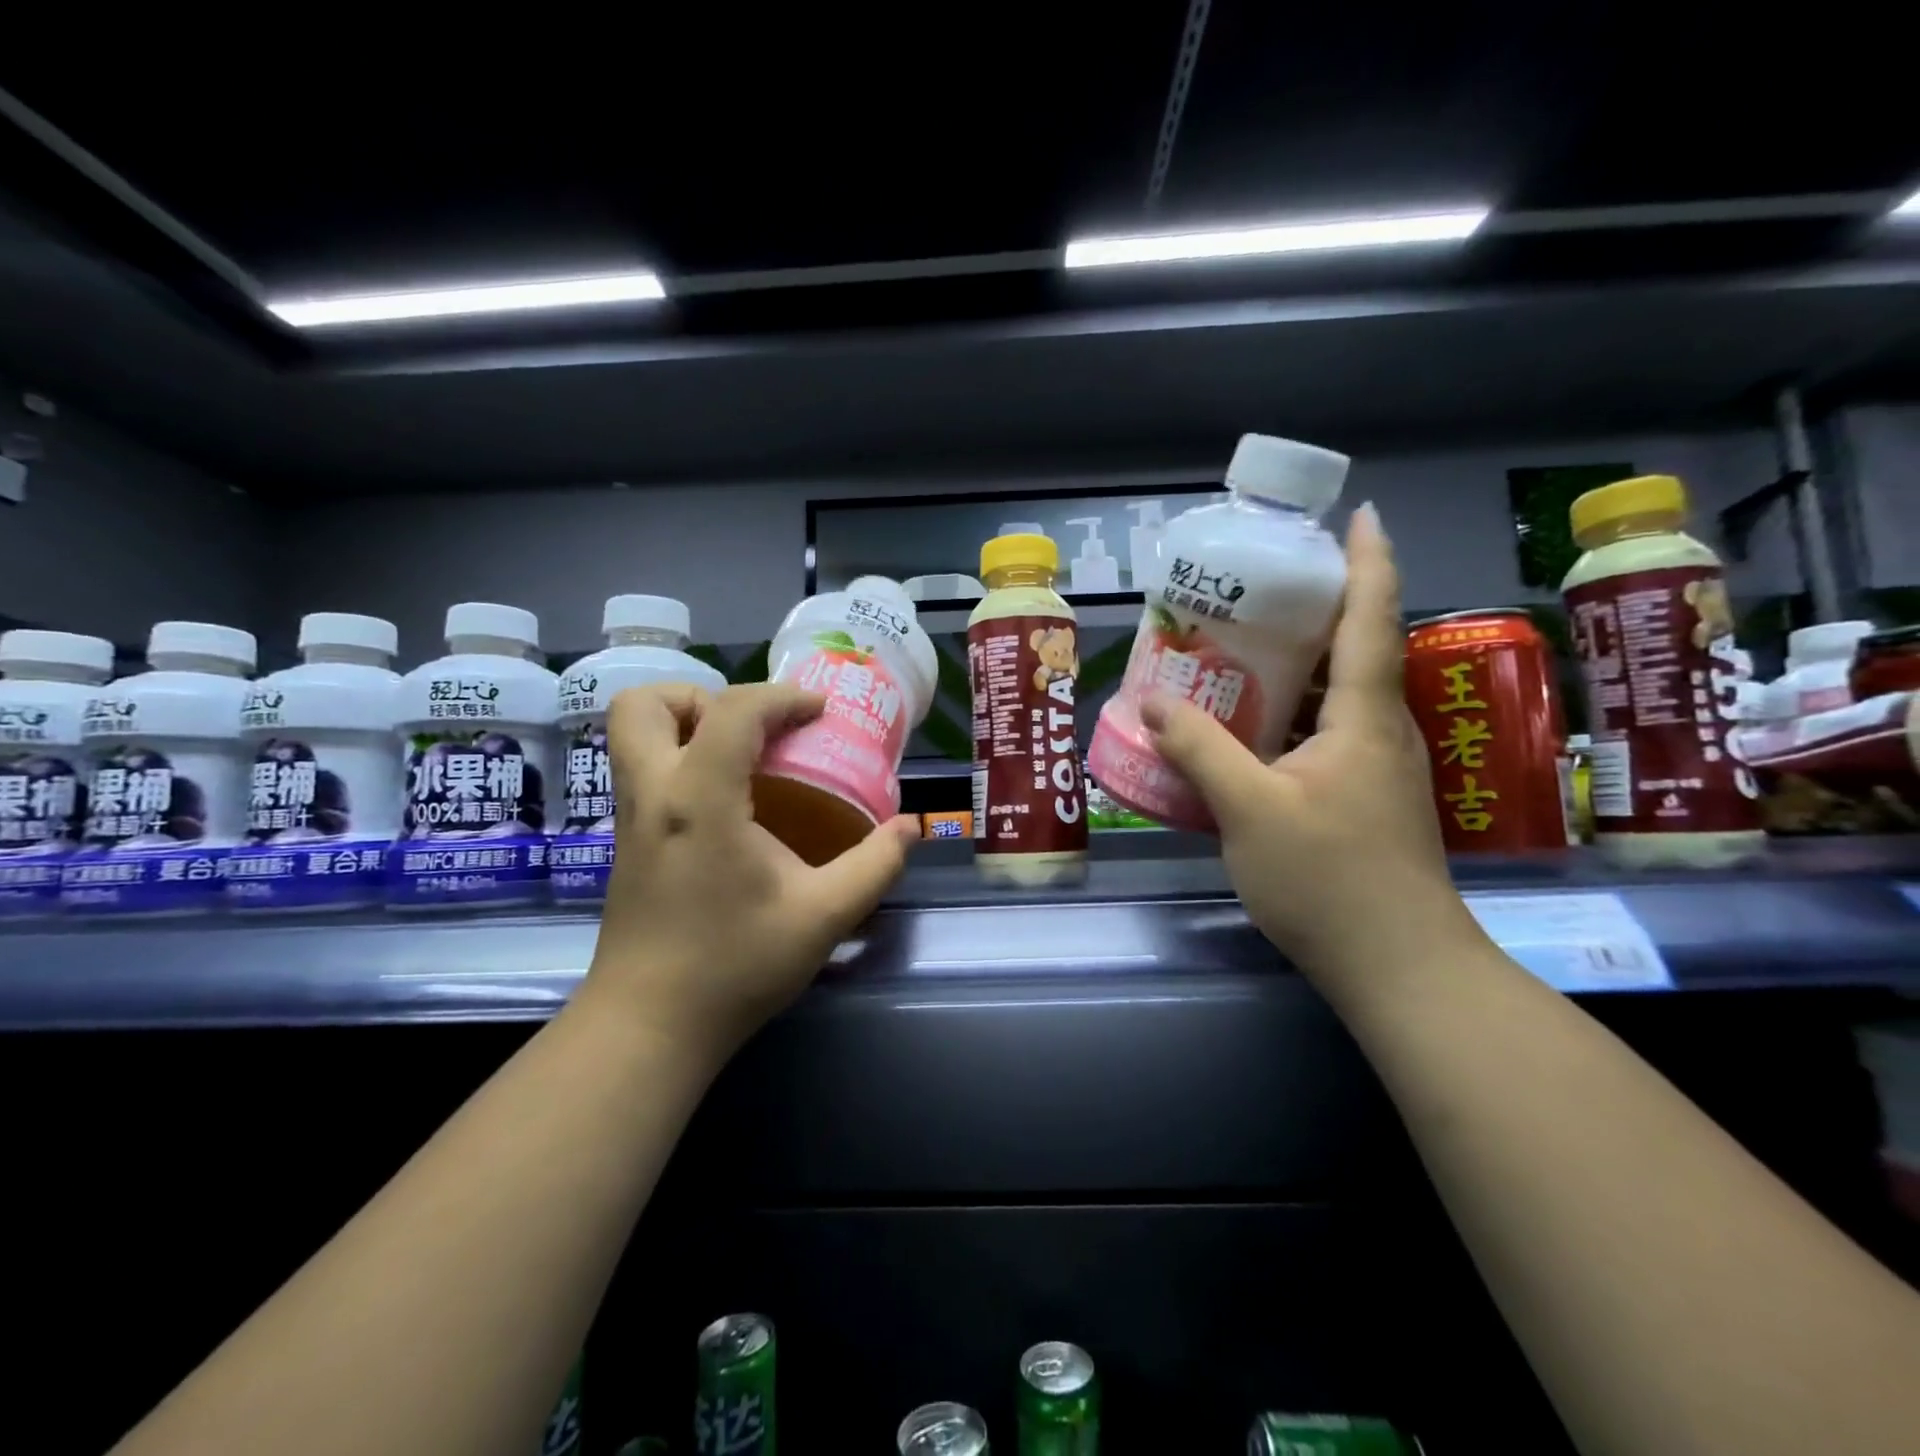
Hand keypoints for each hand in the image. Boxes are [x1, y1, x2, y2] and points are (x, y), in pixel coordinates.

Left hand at [582, 682, 917, 1054]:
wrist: (650, 1026)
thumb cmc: (735, 966)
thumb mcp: (823, 916)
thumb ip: (874, 865)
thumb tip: (913, 827)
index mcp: (700, 799)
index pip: (734, 711)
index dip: (782, 697)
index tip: (819, 712)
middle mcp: (653, 794)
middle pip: (645, 703)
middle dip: (701, 695)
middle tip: (752, 729)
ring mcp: (629, 817)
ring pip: (630, 732)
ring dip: (684, 723)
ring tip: (740, 756)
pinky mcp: (625, 840)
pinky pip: (643, 768)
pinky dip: (680, 757)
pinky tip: (728, 801)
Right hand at [1142, 503, 1473, 990]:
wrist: (1398, 966)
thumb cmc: (1329, 879)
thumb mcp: (1249, 810)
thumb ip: (1200, 749)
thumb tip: (1154, 701)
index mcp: (1362, 718)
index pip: (1373, 619)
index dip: (1369, 561)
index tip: (1360, 515)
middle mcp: (1380, 732)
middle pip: (1356, 650)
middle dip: (1320, 608)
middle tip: (1262, 588)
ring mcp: (1377, 769)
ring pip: (1338, 696)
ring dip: (1301, 665)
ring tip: (1244, 649)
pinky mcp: (1365, 799)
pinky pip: (1326, 734)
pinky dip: (1291, 714)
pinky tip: (1250, 729)